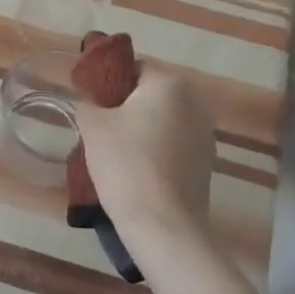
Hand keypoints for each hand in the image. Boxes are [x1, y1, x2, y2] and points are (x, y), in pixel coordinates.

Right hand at [75, 69, 215, 247]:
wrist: (163, 225)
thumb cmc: (126, 164)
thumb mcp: (92, 126)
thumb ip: (88, 103)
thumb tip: (91, 103)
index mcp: (169, 84)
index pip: (133, 67)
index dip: (108, 82)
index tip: (90, 103)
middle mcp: (195, 102)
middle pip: (150, 94)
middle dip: (125, 106)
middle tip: (98, 127)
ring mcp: (205, 134)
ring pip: (163, 120)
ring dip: (142, 128)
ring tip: (116, 152)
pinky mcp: (207, 163)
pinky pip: (174, 144)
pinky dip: (156, 150)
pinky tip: (137, 170)